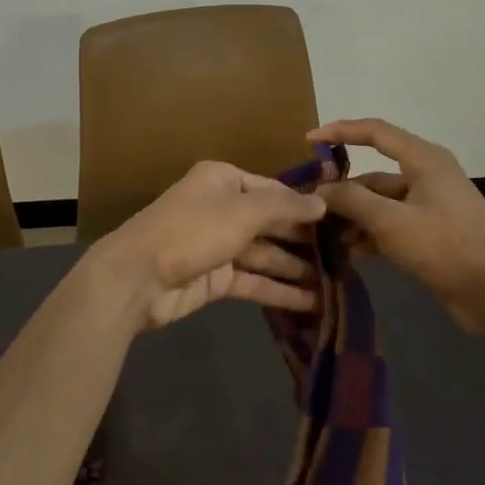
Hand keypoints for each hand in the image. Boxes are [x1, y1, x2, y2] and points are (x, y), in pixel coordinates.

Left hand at [85, 161, 325, 330]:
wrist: (137, 278)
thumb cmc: (191, 231)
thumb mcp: (242, 212)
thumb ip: (284, 207)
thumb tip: (322, 203)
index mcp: (222, 181)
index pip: (273, 190)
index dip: (305, 206)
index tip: (342, 220)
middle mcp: (221, 209)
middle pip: (271, 223)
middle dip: (304, 240)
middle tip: (348, 255)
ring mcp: (217, 245)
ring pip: (264, 255)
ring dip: (297, 268)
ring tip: (338, 282)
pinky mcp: (214, 279)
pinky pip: (253, 281)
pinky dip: (279, 290)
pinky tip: (313, 302)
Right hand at [308, 119, 484, 333]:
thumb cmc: (445, 246)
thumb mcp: (391, 221)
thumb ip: (352, 201)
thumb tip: (319, 190)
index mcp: (424, 160)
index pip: (376, 132)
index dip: (341, 132)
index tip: (309, 141)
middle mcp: (426, 177)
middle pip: (373, 175)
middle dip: (342, 191)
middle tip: (309, 208)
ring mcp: (429, 207)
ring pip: (379, 204)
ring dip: (353, 218)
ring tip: (323, 237)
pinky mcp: (430, 234)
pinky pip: (391, 226)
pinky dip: (369, 235)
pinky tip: (348, 253)